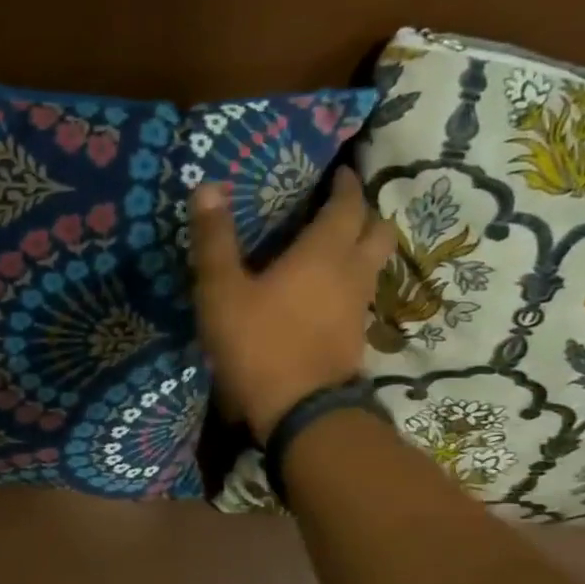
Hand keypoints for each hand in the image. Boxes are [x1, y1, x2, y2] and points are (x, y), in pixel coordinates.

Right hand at [188, 166, 394, 442]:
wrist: (299, 411)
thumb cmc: (258, 343)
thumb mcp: (221, 290)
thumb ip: (214, 240)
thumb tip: (207, 186)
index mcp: (323, 252)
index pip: (347, 206)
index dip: (345, 185)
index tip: (340, 172)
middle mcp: (351, 273)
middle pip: (378, 231)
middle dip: (364, 214)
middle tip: (340, 208)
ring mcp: (358, 308)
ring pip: (373, 265)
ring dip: (361, 248)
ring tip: (332, 246)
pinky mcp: (354, 337)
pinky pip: (360, 294)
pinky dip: (349, 282)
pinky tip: (324, 292)